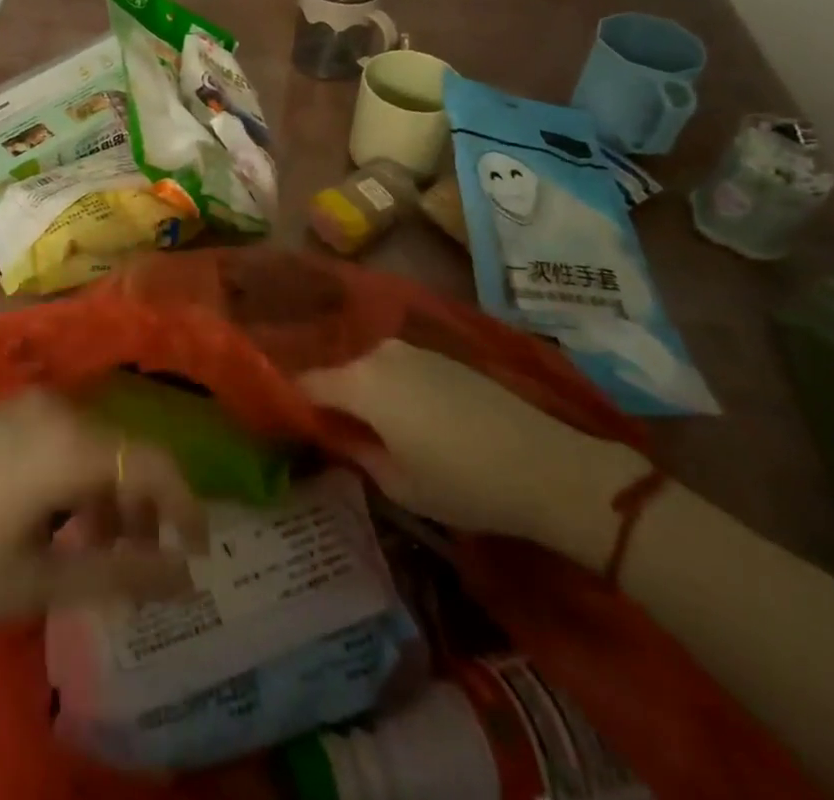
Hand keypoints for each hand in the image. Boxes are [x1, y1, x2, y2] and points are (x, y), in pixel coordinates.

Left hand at [0, 391, 209, 624]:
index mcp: (68, 440)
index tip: (198, 552)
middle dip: (142, 506)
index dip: (185, 506)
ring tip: (92, 552)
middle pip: (123, 449)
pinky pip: (60, 436)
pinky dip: (74, 477)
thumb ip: (116, 574)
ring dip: (106, 494)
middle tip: (141, 564)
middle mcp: (55, 406)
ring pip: (92, 442)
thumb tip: (183, 576)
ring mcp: (23, 403)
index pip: (153, 462)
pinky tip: (52, 522)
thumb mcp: (33, 581)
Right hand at [299, 340, 647, 554]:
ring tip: (369, 431)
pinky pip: (398, 369)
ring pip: (369, 370)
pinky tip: (408, 421)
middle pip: (338, 372)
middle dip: (329, 399)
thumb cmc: (462, 482)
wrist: (547, 464)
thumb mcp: (398, 483)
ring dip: (361, 394)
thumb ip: (355, 452)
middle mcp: (381, 353)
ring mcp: (414, 350)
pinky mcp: (443, 357)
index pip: (306, 383)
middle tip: (331, 435)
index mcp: (361, 380)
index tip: (286, 424)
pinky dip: (390, 390)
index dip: (292, 403)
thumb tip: (334, 434)